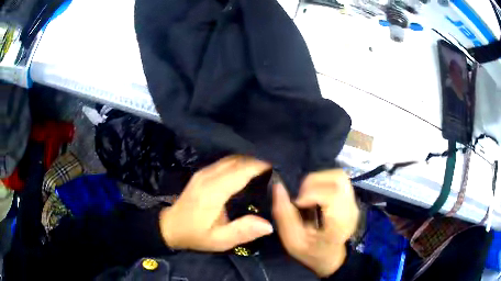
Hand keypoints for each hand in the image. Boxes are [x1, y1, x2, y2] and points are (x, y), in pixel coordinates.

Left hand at [159, 155, 273, 251]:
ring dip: (249, 160)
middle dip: (258, 161)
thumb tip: (269, 225)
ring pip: (231, 158)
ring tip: (267, 168)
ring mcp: (203, 172)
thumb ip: (243, 232)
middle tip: (276, 168)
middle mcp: (208, 176)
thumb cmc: (195, 235)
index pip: (241, 170)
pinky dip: (240, 163)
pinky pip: (225, 162)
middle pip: (237, 160)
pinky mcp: (202, 173)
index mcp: (213, 191)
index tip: (278, 167)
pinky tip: (249, 170)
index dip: (260, 165)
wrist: (170, 226)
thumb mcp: (219, 240)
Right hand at [272, 169, 358, 276]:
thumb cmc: (312, 252)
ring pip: (339, 175)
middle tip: (301, 197)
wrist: (333, 257)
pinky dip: (323, 181)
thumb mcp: (292, 241)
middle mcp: (351, 208)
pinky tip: (315, 195)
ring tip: (307, 194)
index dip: (310, 193)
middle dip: (313, 182)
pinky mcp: (351, 198)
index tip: (298, 203)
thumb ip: (284, 215)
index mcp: (339, 224)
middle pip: (337, 178)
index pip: (332, 195)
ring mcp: (353, 202)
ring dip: (318, 179)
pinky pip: (338, 179)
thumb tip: (277, 186)